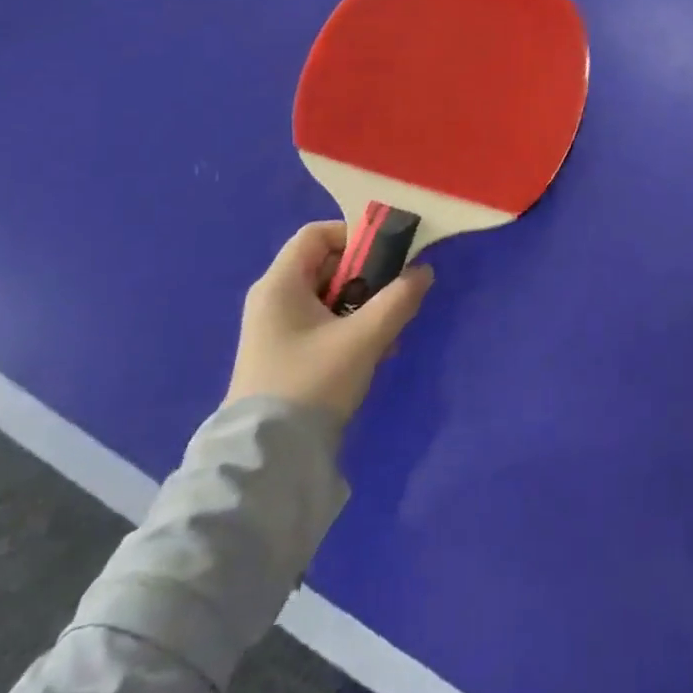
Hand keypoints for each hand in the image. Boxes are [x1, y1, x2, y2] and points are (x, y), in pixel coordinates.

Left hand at [225, 221, 432, 422]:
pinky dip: (351, 328)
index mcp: (280, 284)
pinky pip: (324, 324)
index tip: (389, 255)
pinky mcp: (285, 356)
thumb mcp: (364, 338)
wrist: (269, 458)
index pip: (317, 234)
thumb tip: (423, 272)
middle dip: (368, 277)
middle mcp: (273, 300)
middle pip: (327, 265)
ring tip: (389, 333)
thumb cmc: (312, 382)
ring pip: (330, 298)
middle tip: (396, 296)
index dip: (355, 236)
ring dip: (364, 307)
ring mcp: (277, 330)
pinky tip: (374, 353)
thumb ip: (399, 299)